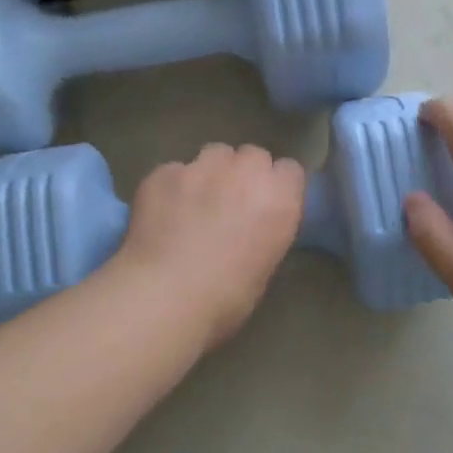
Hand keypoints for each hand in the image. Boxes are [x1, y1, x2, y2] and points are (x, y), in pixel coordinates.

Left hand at [115, 143, 305, 349]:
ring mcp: (201, 167)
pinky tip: (162, 214)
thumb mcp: (265, 268)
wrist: (165, 295)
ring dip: (211, 172)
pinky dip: (172, 188)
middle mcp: (245, 172)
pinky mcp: (163, 173)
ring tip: (195, 202)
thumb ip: (265, 232)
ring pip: (213, 154)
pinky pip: (174, 171)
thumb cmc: (226, 298)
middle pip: (252, 155)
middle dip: (245, 173)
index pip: (290, 170)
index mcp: (279, 199)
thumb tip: (252, 228)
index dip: (277, 186)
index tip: (267, 205)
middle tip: (231, 203)